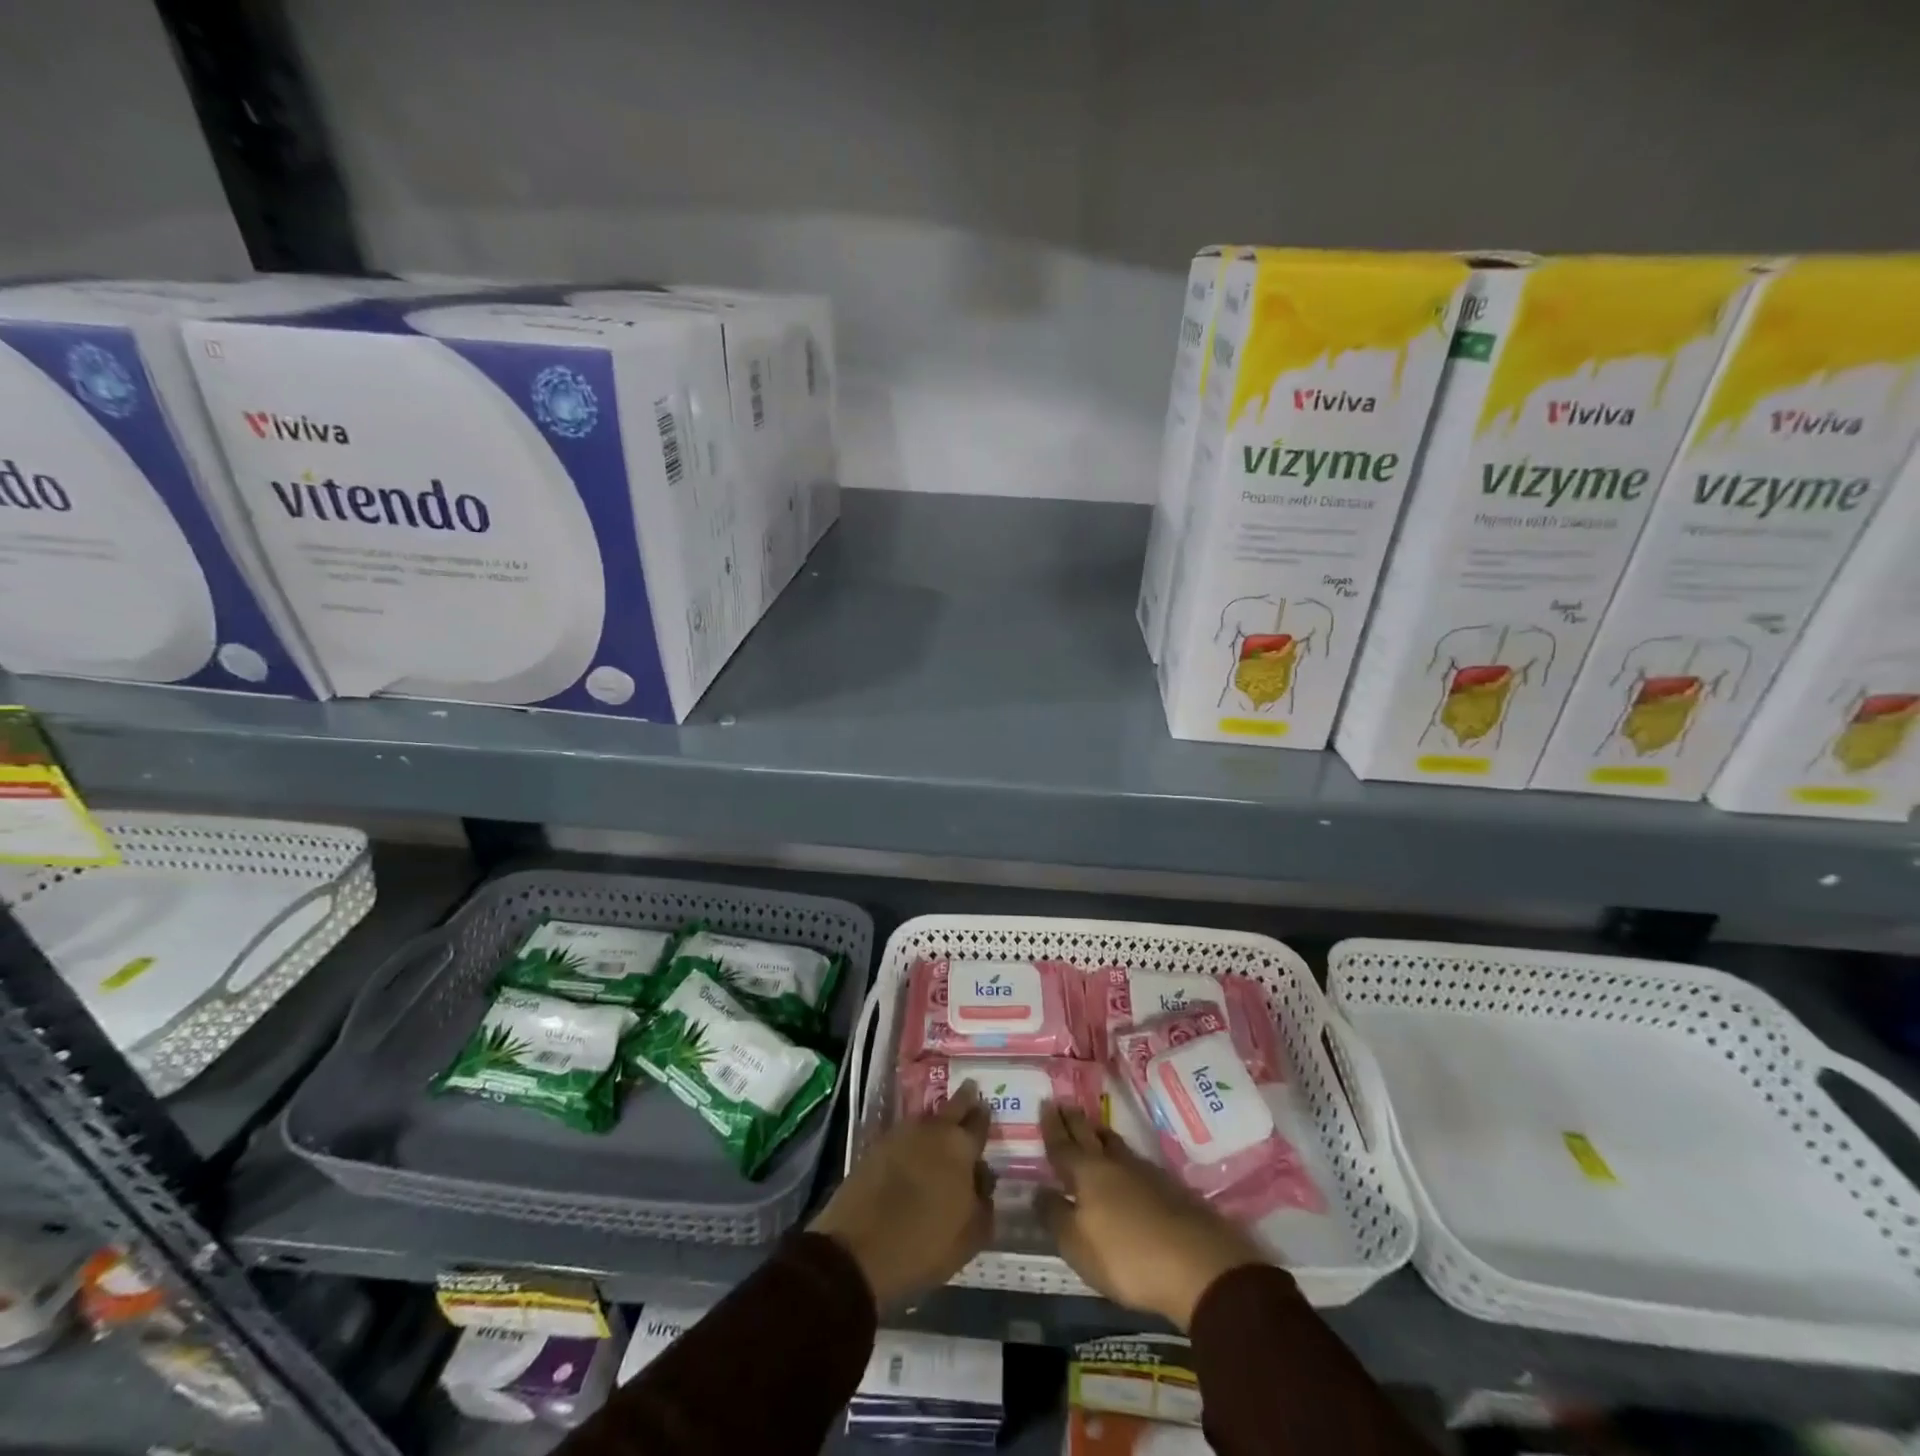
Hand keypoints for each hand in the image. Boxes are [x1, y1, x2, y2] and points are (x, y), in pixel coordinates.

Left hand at [811, 1081, 994, 1309]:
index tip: (986, 1106)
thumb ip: (983, 1203)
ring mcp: (900, 1135)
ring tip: (941, 1130)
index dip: (984, 1114)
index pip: (979, 1122)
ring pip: (926, 1119)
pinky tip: (914, 1150)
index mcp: (960, 1148)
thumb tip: (982, 1181)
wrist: (857, 1250)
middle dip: (963, 1099)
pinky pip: (903, 1135)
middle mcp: (932, 1131)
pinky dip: (912, 1139)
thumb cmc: (923, 1245)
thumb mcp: (969, 1237)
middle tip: (970, 1091)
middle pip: (953, 1106)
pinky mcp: (876, 1147)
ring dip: (936, 1121)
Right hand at [1036, 1101, 1267, 1329]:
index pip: (1063, 1144)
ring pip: (1116, 1145)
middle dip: (1075, 1121)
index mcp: (1087, 1172)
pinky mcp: (1170, 1189)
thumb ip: (1055, 1216)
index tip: (1045, 1104)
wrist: (1198, 1265)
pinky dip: (1122, 1157)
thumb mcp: (1077, 1245)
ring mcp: (1145, 1173)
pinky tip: (1126, 1165)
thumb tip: (1039, 1191)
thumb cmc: (1126, 1256)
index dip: (1052, 1127)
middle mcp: (1114, 1164)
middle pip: (1090, 1136)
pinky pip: (1136, 1162)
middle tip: (1064, 1104)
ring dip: (1100, 1135)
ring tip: (1093, 1129)